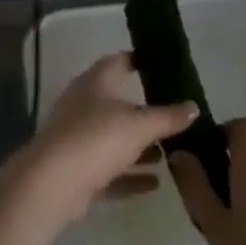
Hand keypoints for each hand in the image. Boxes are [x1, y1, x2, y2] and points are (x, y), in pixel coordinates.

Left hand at [14, 53, 197, 230]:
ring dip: (139, 147)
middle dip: (146, 112)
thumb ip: (168, 117)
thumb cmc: (97, 139)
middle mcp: (84, 105)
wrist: (52, 184)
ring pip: (114, 138)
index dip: (139, 60)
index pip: (118, 61)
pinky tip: (154, 184)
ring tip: (170, 154)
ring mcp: (78, 138)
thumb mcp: (140, 125)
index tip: (163, 65)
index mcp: (95, 83)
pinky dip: (130, 175)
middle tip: (176, 118)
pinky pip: (109, 169)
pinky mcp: (77, 170)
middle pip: (118, 103)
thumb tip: (193, 106)